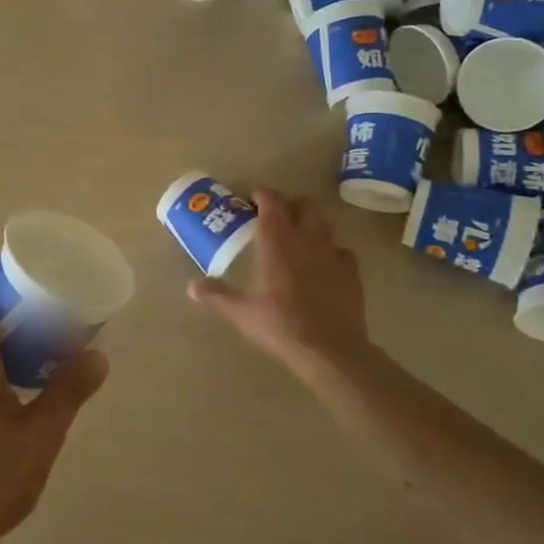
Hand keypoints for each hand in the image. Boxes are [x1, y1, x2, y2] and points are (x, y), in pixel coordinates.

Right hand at [189, 188, 372, 382]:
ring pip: (324, 223)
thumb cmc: (280, 325)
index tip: (250, 197)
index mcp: (277, 241)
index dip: (261, 194)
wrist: (330, 350)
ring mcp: (333, 253)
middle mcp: (307, 238)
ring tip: (297, 239)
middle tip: (274, 218)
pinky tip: (322, 265)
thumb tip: (191, 287)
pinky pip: (341, 250)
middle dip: (289, 205)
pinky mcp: (352, 272)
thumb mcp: (241, 312)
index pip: (271, 201)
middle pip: (303, 204)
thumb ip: (217, 294)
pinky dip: (330, 251)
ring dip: (310, 224)